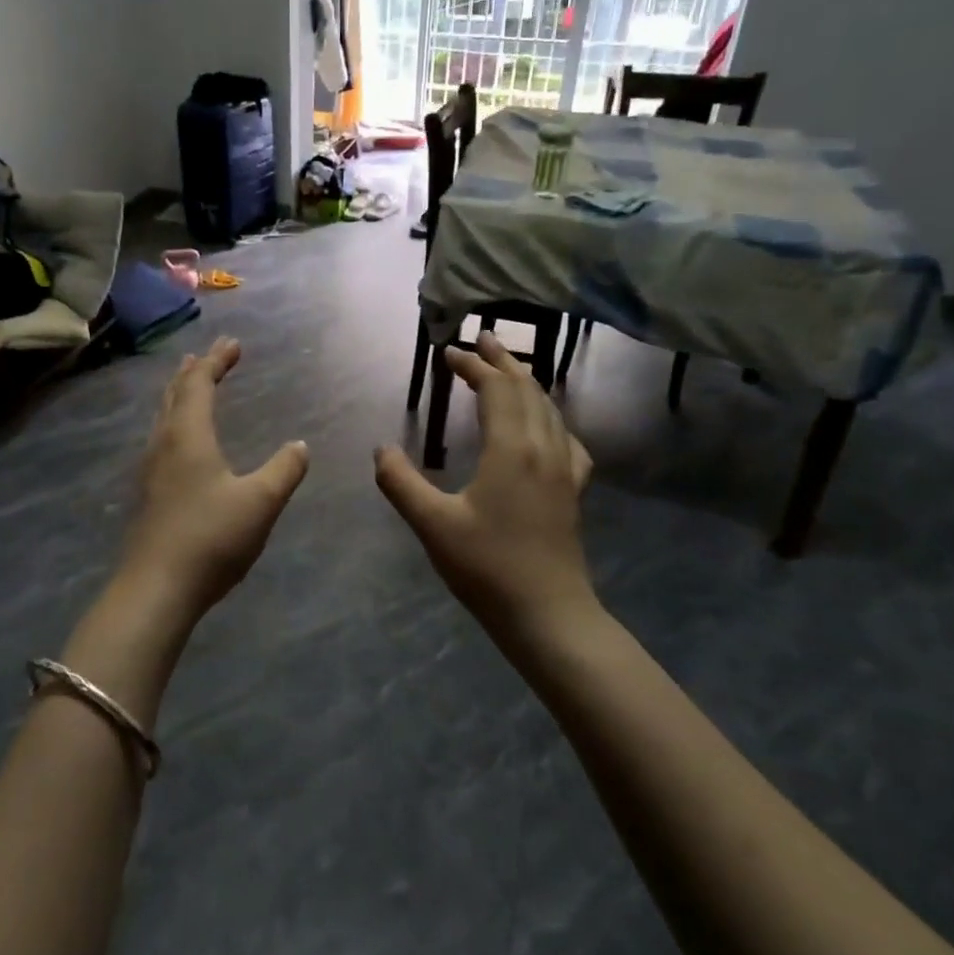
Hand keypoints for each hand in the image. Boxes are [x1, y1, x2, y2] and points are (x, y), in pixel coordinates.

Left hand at [115, 337, 310, 625]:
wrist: (156, 589)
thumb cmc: (211, 538)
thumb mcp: (260, 502)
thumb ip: (284, 469)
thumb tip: (300, 444)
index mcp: (188, 436)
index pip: (199, 385)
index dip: (217, 362)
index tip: (233, 344)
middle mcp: (164, 444)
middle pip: (175, 394)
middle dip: (194, 371)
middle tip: (209, 355)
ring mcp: (150, 470)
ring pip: (163, 417)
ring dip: (179, 394)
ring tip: (190, 384)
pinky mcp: (148, 494)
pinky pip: (161, 438)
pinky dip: (174, 421)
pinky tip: (180, 441)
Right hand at [375, 332, 596, 632]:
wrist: (547, 614)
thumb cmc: (487, 567)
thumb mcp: (432, 524)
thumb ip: (400, 482)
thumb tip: (380, 449)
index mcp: (512, 449)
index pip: (496, 389)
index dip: (473, 366)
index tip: (449, 353)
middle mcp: (544, 448)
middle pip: (527, 390)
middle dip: (503, 361)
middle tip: (482, 340)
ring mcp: (564, 470)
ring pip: (549, 409)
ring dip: (527, 383)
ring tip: (509, 369)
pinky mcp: (573, 490)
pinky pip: (566, 437)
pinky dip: (550, 416)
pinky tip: (545, 427)